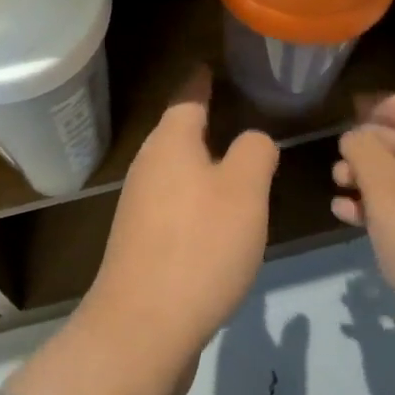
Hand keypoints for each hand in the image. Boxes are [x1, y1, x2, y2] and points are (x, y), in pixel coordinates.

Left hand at [1, 68, 278, 394]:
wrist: (143, 328)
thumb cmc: (200, 245)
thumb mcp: (244, 191)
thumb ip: (255, 152)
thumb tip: (253, 139)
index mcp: (170, 143)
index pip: (187, 98)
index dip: (200, 81)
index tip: (208, 65)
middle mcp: (149, 166)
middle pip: (177, 132)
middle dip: (202, 121)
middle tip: (233, 111)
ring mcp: (140, 206)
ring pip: (176, 170)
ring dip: (201, 163)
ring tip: (233, 162)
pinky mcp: (141, 242)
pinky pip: (174, 204)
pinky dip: (196, 198)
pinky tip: (216, 218)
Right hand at [334, 92, 394, 394]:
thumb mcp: (384, 190)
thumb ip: (363, 151)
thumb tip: (357, 137)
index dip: (378, 108)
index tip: (348, 127)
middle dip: (369, 151)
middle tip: (337, 171)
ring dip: (372, 182)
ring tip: (340, 198)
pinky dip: (390, 207)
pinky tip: (355, 221)